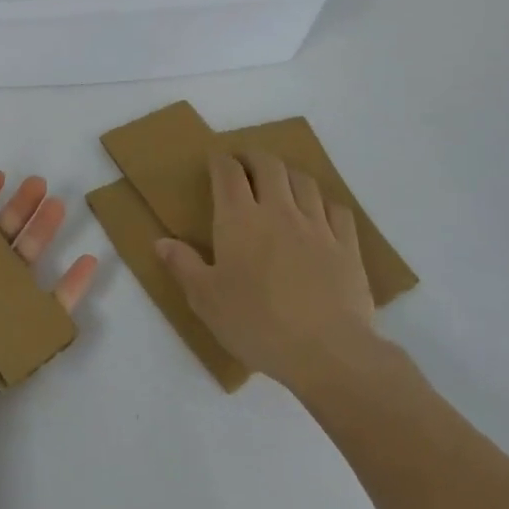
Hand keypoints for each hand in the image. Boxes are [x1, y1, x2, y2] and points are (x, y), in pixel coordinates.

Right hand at [155, 151, 378, 393]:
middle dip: (254, 157)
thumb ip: (183, 265)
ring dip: (288, 174)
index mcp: (239, 219)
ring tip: (281, 183)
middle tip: (245, 164)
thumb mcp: (205, 300)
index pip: (228, 172)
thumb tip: (161, 241)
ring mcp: (316, 225)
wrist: (326, 351)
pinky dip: (323, 202)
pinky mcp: (346, 245)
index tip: (215, 161)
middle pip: (269, 166)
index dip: (220, 161)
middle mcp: (278, 211)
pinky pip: (336, 209)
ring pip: (303, 181)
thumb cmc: (256, 324)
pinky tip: (319, 212)